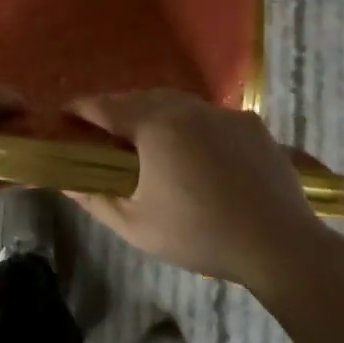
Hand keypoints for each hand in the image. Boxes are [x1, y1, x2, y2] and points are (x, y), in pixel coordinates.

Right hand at [67, 90, 336, 289]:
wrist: (280, 244)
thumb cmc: (200, 235)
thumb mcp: (137, 225)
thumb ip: (95, 198)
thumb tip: (65, 179)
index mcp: (153, 125)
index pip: (104, 106)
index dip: (79, 109)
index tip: (63, 116)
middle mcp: (186, 107)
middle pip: (139, 98)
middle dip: (116, 110)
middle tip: (103, 134)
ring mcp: (222, 112)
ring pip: (176, 103)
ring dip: (154, 114)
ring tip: (148, 141)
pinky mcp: (250, 123)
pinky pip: (209, 116)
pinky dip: (192, 125)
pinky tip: (197, 153)